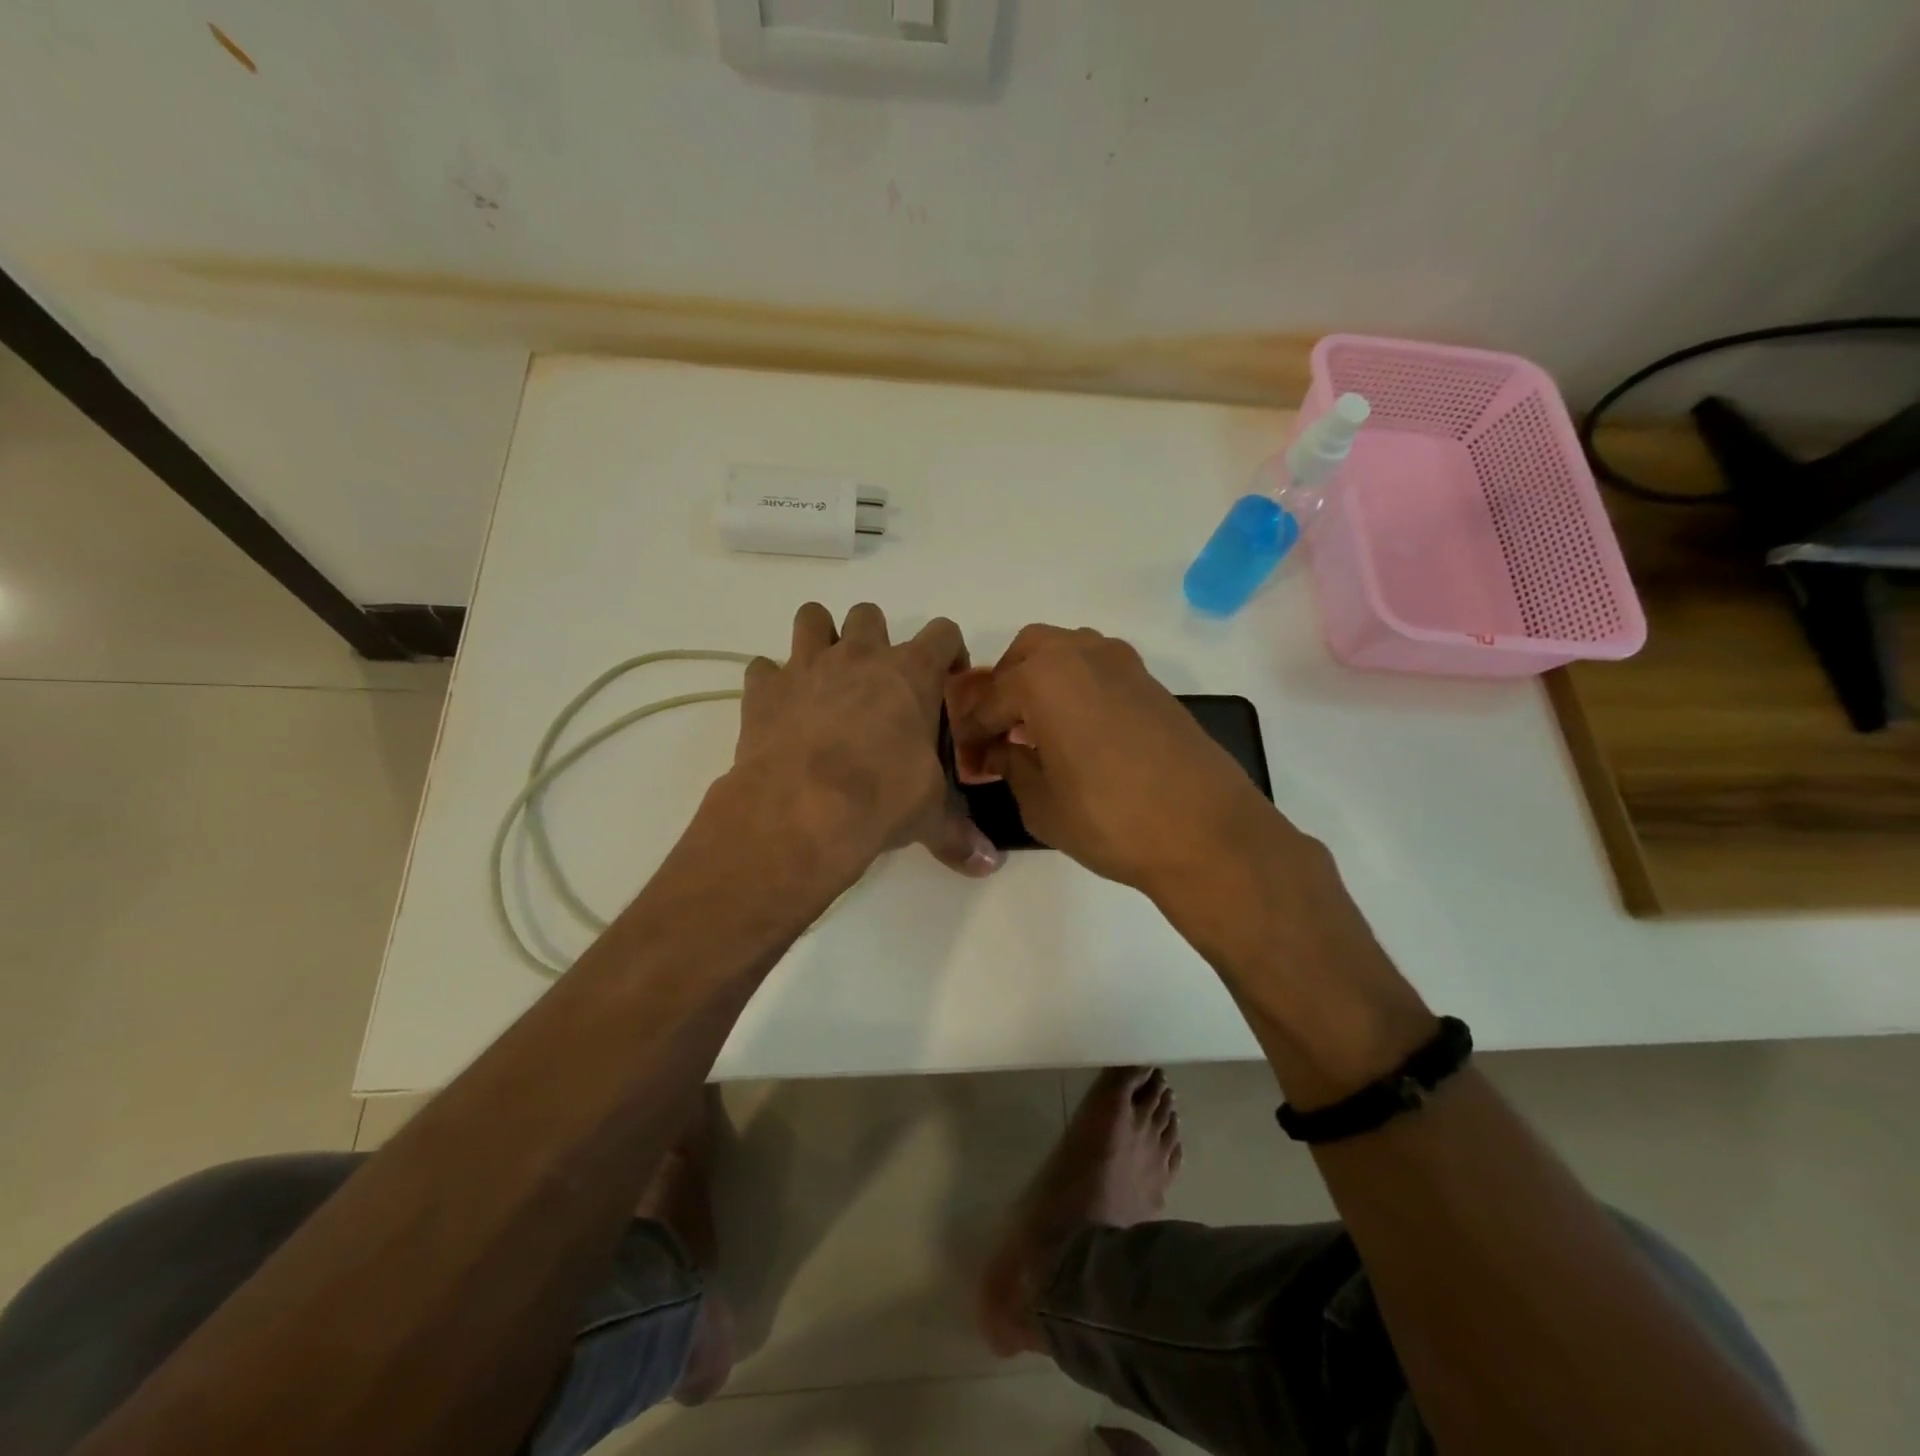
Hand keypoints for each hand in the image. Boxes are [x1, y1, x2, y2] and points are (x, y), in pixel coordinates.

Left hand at [732, 602, 1003, 879]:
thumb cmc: (882, 799)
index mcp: (910, 674)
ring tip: (824, 675)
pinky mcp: (763, 689)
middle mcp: (859, 656)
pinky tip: (779, 709)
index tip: (949, 677)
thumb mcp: (928, 816)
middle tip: (878, 682)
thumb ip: (958, 833)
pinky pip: (762, 668)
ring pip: (812, 618)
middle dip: (875, 639)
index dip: (950, 650)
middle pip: (869, 615)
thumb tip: (989, 864)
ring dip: (820, 638)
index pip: (943, 633)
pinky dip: (771, 683)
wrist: (804, 809)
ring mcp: (807, 666)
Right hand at [946, 625, 1280, 893]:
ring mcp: (1123, 664)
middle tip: (1000, 730)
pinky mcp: (1152, 683)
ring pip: (1066, 653)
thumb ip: (1010, 766)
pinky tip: (1077, 731)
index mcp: (1043, 677)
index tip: (966, 757)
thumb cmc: (1109, 819)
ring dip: (1042, 680)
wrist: (1206, 832)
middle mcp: (1082, 654)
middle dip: (1005, 686)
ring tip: (1037, 728)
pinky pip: (1097, 670)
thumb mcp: (1040, 802)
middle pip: (1026, 653)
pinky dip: (1076, 687)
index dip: (971, 732)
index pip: (989, 700)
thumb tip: (998, 751)